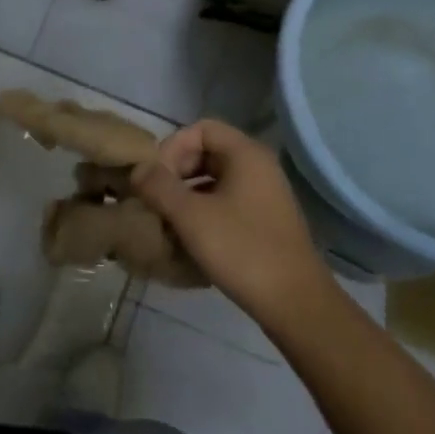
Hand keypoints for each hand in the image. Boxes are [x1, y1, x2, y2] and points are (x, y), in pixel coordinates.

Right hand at [132, 119, 332, 330]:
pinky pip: (225, 202)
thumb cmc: (242, 250)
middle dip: (175, 172)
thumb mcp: (190, 216)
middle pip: (206, 152)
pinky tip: (187, 238)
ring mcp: (264, 196)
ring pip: (214, 180)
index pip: (200, 128)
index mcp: (246, 155)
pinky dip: (202, 211)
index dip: (172, 147)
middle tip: (155, 198)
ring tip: (165, 219)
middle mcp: (259, 167)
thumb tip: (137, 169)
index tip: (155, 177)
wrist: (296, 305)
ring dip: (185, 194)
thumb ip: (158, 186)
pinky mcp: (264, 222)